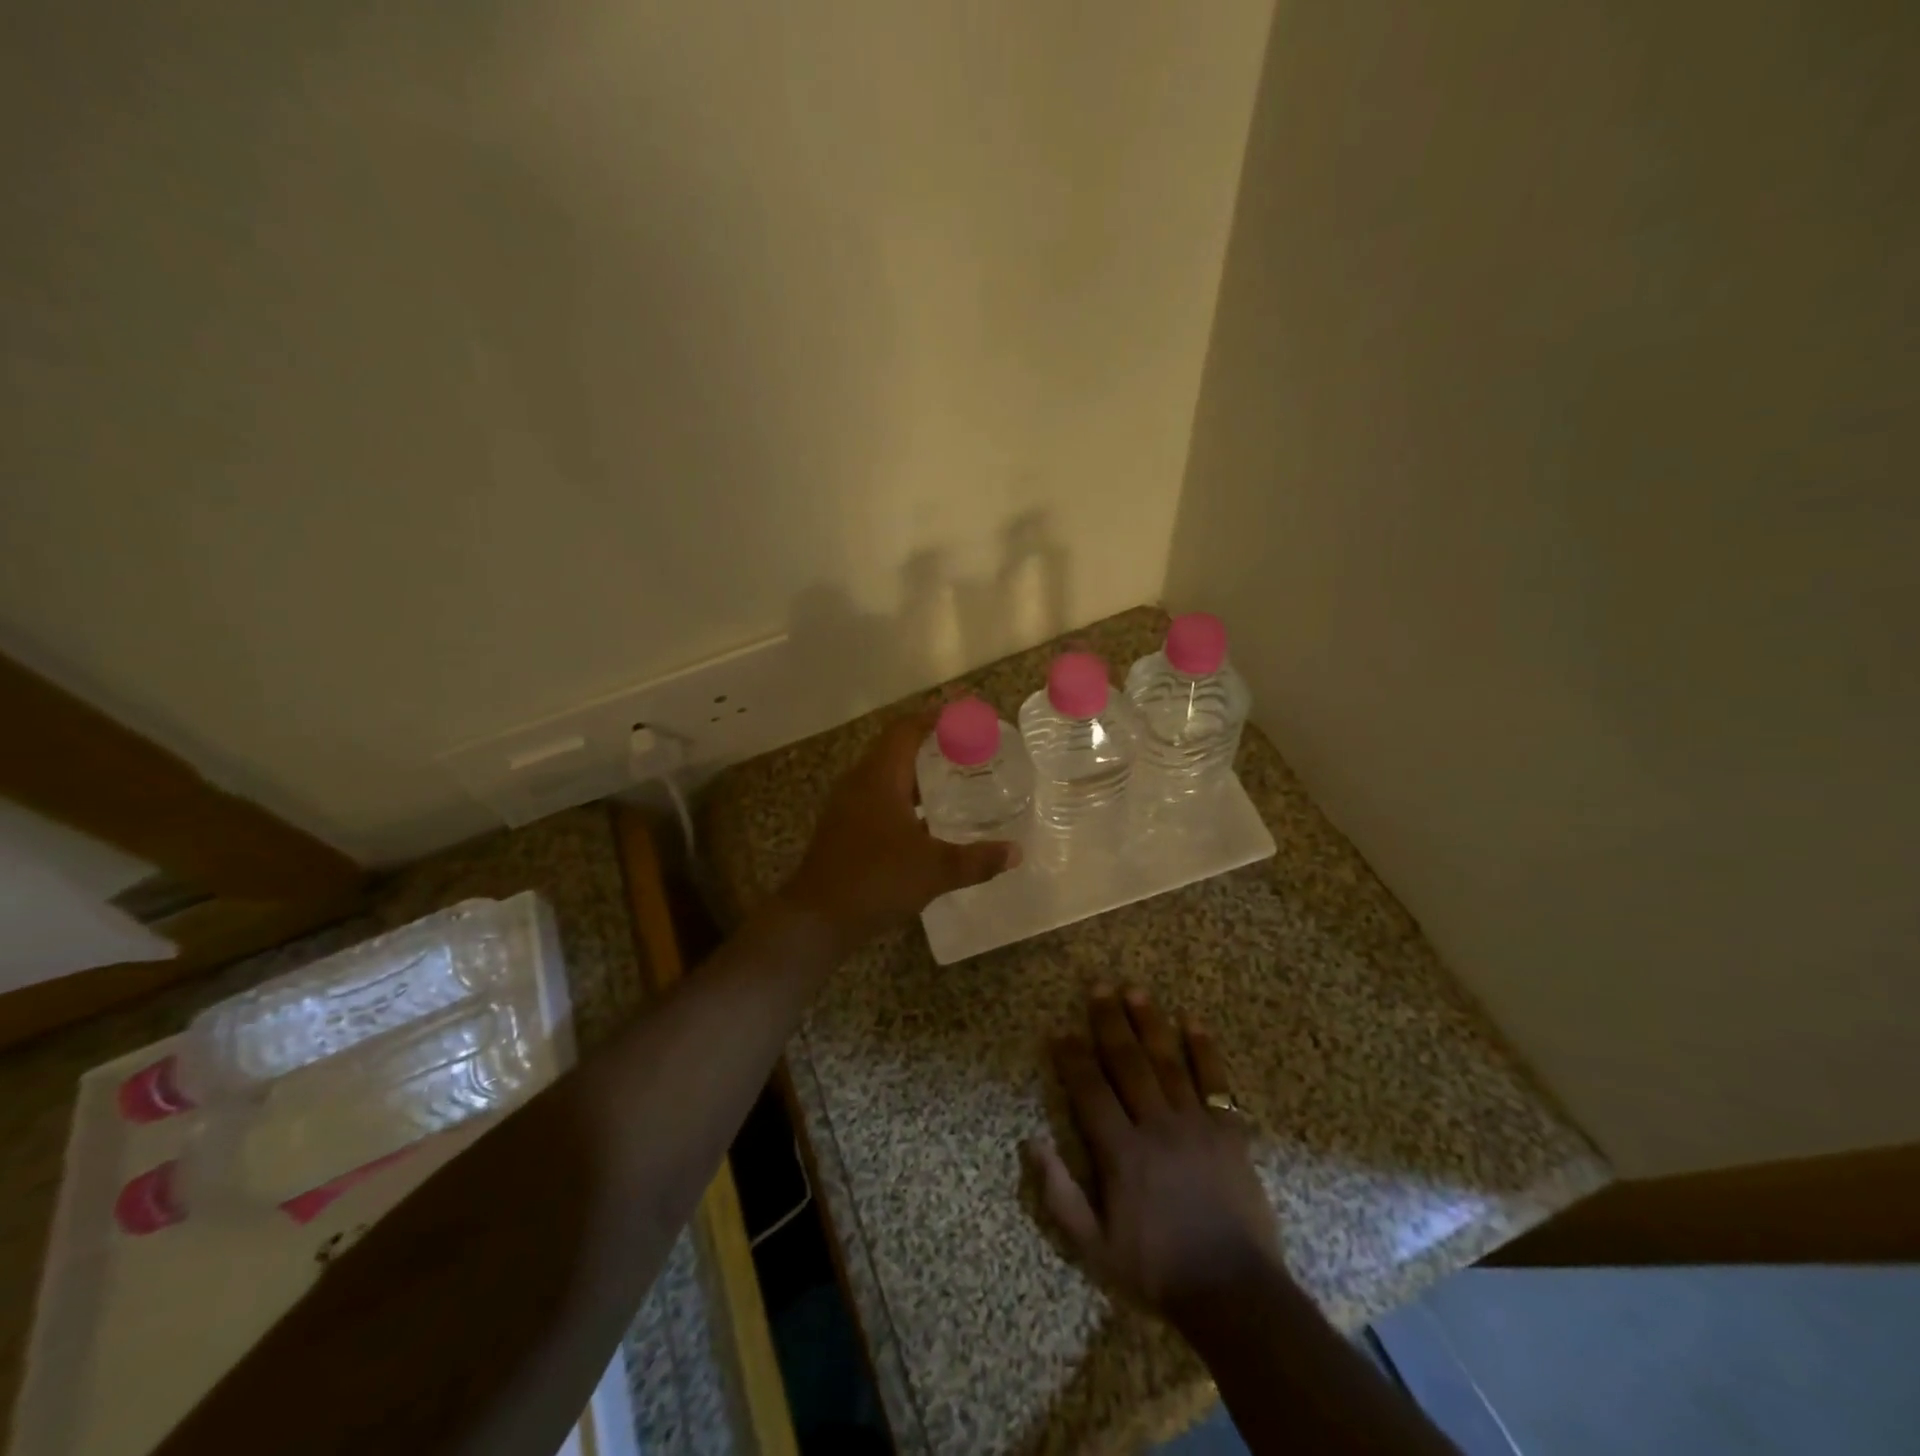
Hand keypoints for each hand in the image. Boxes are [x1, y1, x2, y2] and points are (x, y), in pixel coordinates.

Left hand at [781, 707, 1018, 950]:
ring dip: (914, 771)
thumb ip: (977, 860)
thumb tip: (1016, 852)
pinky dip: (902, 796)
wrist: (816, 918)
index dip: (934, 717)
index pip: (906, 730)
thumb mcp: (935, 870)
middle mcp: (859, 782)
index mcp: (879, 777)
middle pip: (894, 748)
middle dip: (928, 743)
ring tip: (950, 778)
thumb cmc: (876, 880)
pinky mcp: (841, 829)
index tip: (962, 712)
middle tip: (964, 746)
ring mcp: (846, 806)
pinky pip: (876, 797)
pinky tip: (923, 819)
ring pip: (884, 775)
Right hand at [1026, 987, 1281, 1329]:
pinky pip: (1216, 1082)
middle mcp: (1156, 1126)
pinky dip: (1204, 1050)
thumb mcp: (1095, 1248)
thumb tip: (1031, 1142)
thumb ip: (1060, 1195)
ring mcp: (1196, 1125)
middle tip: (1098, 987)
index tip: (1060, 1029)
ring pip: (1167, 1062)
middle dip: (1110, 1023)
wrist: (1235, 1294)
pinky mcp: (1229, 1132)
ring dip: (1149, 1024)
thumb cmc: (1158, 1270)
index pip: (1090, 1091)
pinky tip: (1192, 1021)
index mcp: (1122, 1152)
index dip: (1072, 1057)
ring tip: (1135, 991)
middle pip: (1128, 1063)